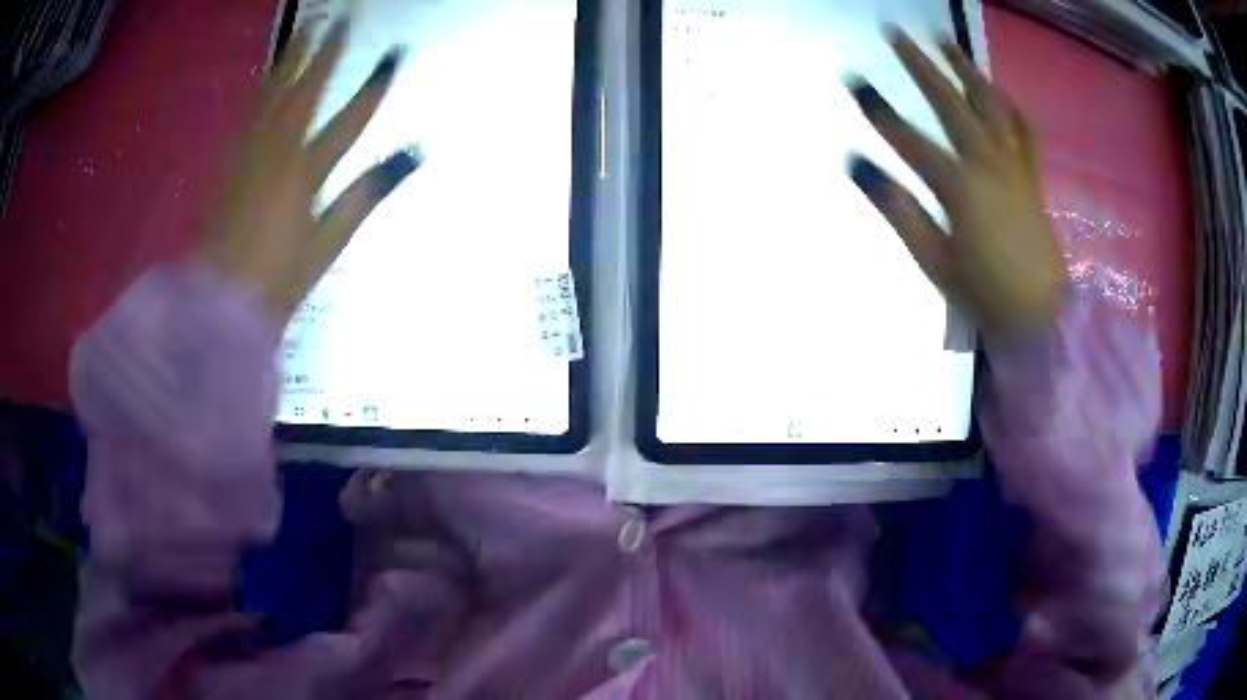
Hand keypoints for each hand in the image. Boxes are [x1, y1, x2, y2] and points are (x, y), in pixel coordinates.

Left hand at [198, 18, 420, 323]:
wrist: (214, 303)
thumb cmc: (276, 281)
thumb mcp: (327, 244)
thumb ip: (365, 195)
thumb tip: (411, 155)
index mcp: (306, 172)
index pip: (349, 119)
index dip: (373, 87)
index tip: (393, 54)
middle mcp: (277, 150)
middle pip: (305, 91)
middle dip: (326, 52)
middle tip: (341, 19)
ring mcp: (248, 153)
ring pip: (273, 94)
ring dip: (292, 58)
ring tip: (305, 29)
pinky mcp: (228, 162)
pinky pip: (250, 112)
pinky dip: (263, 87)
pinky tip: (268, 75)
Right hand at [848, 29, 1067, 342]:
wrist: (1041, 315)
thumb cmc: (982, 292)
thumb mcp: (932, 259)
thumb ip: (897, 209)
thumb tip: (857, 166)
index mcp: (958, 185)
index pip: (908, 137)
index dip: (878, 109)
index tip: (852, 81)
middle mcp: (986, 161)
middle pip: (949, 101)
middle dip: (919, 64)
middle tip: (895, 32)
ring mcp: (1013, 164)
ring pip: (990, 104)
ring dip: (966, 68)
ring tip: (946, 41)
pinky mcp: (1030, 174)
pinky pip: (1022, 129)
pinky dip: (1009, 104)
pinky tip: (997, 89)